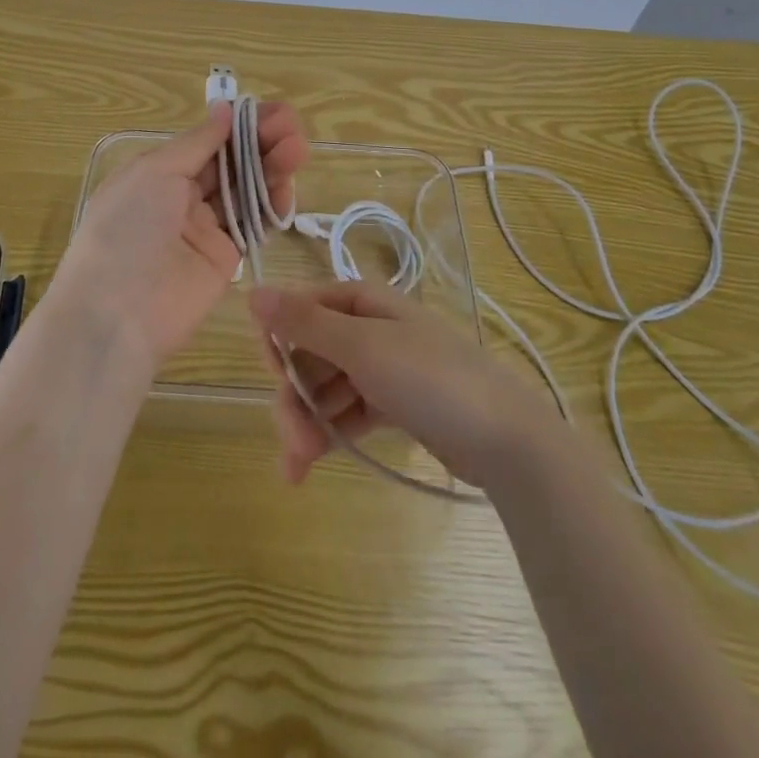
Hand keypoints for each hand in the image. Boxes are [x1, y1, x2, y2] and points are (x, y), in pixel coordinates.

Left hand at [48, 101, 309, 370]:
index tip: (272, 112)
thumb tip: (224, 109)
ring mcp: (205, 227)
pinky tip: (287, 187)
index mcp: (159, 171)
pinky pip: (253, 224)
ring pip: (246, 189)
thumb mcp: (155, 172)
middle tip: (293, 126)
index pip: (208, 141)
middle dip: (262, 141)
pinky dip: (272, 205)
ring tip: (297, 150)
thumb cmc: (127, 228)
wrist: (117, 313)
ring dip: (272, 167)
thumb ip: (197, 143)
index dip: (240, 125)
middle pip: (231, 162)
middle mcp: (182, 195)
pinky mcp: (226, 257)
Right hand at [247, 280, 554, 491]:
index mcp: (362, 301)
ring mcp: (382, 367)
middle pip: (311, 353)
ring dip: (306, 422)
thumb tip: (252, 292)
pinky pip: (347, 410)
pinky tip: (308, 465)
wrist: (506, 438)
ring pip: (326, 387)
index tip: (272, 378)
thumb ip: (304, 323)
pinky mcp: (393, 403)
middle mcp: (369, 327)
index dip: (280, 341)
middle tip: (289, 442)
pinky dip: (328, 433)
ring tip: (298, 466)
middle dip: (293, 396)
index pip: (302, 309)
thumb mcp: (361, 346)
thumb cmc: (430, 378)